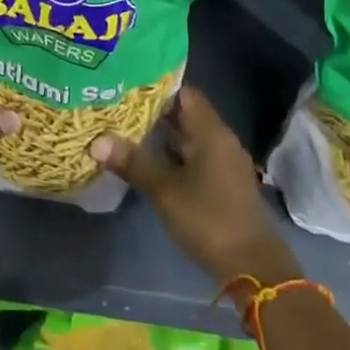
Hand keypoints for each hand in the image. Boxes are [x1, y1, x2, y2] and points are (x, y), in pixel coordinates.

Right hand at [90, 87, 300, 287]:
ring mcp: (224, 162)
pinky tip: (149, 159)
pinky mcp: (223, 182)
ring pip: (190, 136)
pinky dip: (173, 153)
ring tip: (126, 127)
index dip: (157, 86)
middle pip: (186, 114)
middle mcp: (221, 140)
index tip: (128, 83)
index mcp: (211, 132)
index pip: (184, 93)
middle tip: (118, 105)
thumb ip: (133, 163)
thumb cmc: (209, 219)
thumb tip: (97, 140)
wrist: (252, 265)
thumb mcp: (164, 191)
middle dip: (154, 110)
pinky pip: (195, 155)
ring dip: (163, 133)